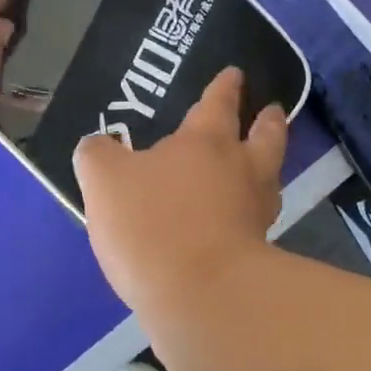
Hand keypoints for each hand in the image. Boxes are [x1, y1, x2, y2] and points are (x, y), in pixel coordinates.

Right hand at [73, 66, 287, 318]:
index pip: (219, 103)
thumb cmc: (152, 223)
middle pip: (264, 136)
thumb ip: (97, 154)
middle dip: (267, 121)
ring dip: (267, 164)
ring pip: (268, 177)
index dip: (225, 86)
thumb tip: (98, 145)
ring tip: (260, 163)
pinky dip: (252, 212)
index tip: (235, 74)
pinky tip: (237, 219)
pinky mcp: (259, 252)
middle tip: (273, 110)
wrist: (201, 296)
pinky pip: (257, 219)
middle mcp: (240, 169)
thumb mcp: (103, 180)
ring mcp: (255, 212)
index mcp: (205, 141)